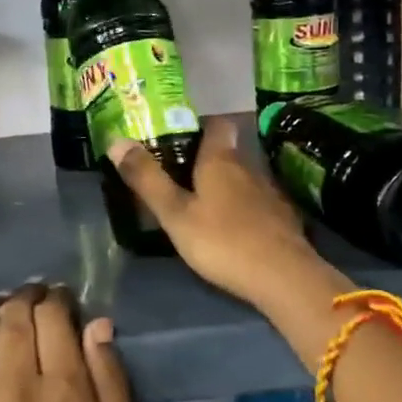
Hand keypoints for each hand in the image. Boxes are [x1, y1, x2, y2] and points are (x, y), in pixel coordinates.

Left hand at [0, 285, 137, 401]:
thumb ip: (110, 381)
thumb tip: (96, 323)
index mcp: (63, 388)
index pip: (52, 315)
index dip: (57, 298)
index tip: (61, 301)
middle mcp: (15, 382)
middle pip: (14, 313)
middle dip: (26, 297)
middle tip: (34, 301)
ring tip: (2, 317)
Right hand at [107, 117, 344, 315]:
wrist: (285, 278)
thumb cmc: (223, 241)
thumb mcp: (175, 214)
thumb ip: (147, 179)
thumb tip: (116, 140)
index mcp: (221, 160)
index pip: (217, 124)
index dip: (200, 123)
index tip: (179, 132)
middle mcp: (248, 168)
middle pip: (227, 151)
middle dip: (205, 158)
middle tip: (178, 170)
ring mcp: (270, 194)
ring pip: (242, 178)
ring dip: (224, 184)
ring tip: (202, 200)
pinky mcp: (283, 219)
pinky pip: (257, 202)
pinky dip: (242, 207)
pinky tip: (232, 226)